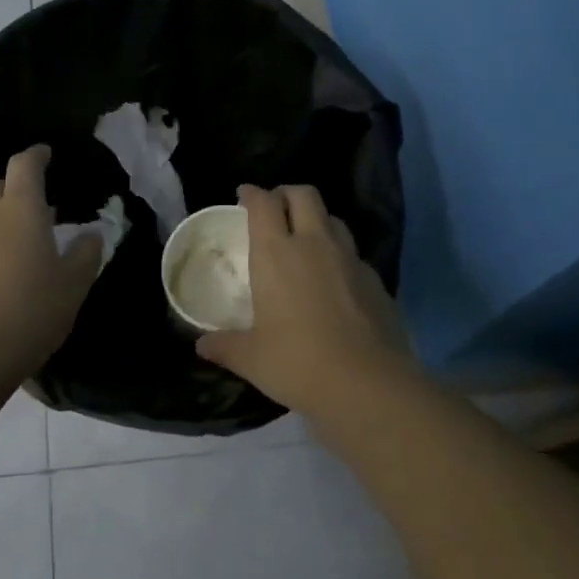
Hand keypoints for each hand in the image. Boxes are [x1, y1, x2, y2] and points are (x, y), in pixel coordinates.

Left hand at [0, 145, 103, 381]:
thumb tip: (90, 234)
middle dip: (14, 190)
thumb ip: (86, 253)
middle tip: (37, 210)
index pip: (24, 165)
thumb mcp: (74, 284)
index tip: (46, 153)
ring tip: (16, 241)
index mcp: (19, 208)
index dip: (37, 155)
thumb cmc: (32, 310)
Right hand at [195, 184, 414, 419]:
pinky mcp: (376, 280)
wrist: (368, 385)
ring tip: (305, 240)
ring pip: (333, 219)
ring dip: (316, 220)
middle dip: (287, 194)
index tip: (244, 195)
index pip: (264, 203)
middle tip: (274, 209)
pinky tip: (333, 281)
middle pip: (304, 195)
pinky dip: (339, 255)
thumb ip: (225, 346)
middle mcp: (315, 244)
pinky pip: (353, 254)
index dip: (252, 194)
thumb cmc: (298, 363)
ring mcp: (350, 260)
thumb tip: (201, 346)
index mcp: (277, 254)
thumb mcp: (251, 359)